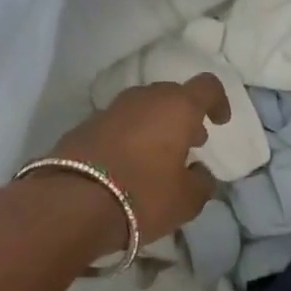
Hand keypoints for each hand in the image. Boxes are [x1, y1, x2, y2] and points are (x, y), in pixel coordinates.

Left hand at [50, 74, 231, 244]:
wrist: (70, 203)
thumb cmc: (142, 196)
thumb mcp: (187, 200)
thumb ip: (201, 183)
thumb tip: (199, 172)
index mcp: (177, 107)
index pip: (207, 87)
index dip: (218, 101)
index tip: (219, 122)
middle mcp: (144, 98)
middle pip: (172, 96)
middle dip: (184, 116)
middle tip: (190, 144)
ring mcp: (110, 109)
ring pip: (142, 109)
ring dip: (155, 126)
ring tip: (158, 157)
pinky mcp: (83, 126)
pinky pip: (118, 125)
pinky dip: (129, 137)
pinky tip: (127, 166)